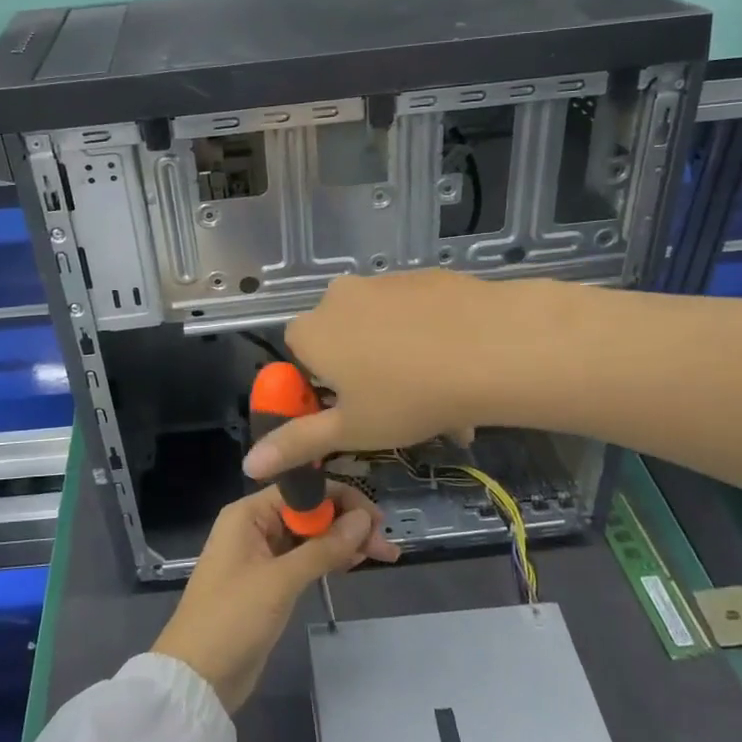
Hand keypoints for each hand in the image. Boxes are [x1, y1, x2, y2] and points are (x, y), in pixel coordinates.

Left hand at [151, 484, 398, 711]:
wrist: (197, 679)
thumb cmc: (232, 619)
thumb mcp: (280, 581)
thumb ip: (323, 548)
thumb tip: (365, 519)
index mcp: (248, 514)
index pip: (302, 490)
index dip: (341, 499)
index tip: (376, 519)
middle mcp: (255, 526)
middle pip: (309, 512)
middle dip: (347, 523)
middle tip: (386, 546)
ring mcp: (262, 555)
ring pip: (310, 537)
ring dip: (343, 542)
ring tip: (383, 555)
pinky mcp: (269, 582)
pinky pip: (304, 559)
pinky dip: (329, 559)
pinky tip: (355, 563)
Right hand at [244, 270, 540, 480]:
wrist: (491, 348)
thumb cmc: (408, 397)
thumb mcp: (351, 430)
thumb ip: (297, 443)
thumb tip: (250, 464)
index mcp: (312, 330)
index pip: (299, 356)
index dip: (322, 387)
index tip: (352, 412)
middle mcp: (339, 296)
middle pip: (342, 340)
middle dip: (364, 376)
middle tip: (398, 412)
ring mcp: (384, 281)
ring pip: (382, 329)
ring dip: (400, 361)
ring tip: (441, 403)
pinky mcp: (425, 276)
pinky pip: (415, 314)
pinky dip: (427, 339)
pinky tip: (459, 369)